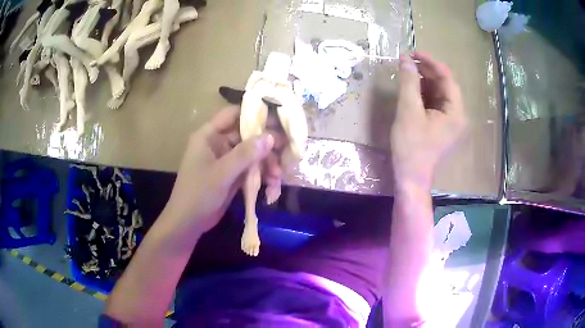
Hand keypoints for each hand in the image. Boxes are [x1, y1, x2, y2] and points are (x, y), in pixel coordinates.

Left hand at [163, 106, 274, 234]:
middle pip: (247, 134)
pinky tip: (272, 184)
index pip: (233, 114)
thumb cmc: (198, 193)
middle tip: (286, 148)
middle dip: (266, 143)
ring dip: (266, 162)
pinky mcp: (232, 174)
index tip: (277, 118)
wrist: (188, 222)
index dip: (254, 113)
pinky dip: (262, 174)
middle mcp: (218, 143)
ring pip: (251, 153)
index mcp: (209, 135)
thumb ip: (245, 154)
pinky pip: (250, 168)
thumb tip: (271, 136)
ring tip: (278, 175)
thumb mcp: (221, 173)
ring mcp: (226, 160)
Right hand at [391, 52, 466, 189]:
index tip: (412, 53)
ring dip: (424, 82)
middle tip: (407, 62)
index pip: (447, 78)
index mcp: (456, 112)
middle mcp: (458, 115)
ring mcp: (450, 122)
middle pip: (444, 85)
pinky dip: (423, 94)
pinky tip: (411, 89)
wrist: (410, 178)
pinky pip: (435, 104)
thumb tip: (405, 59)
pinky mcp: (442, 126)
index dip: (431, 62)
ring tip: (407, 73)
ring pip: (439, 94)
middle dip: (427, 71)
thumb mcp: (408, 111)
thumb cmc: (411, 146)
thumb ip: (408, 82)